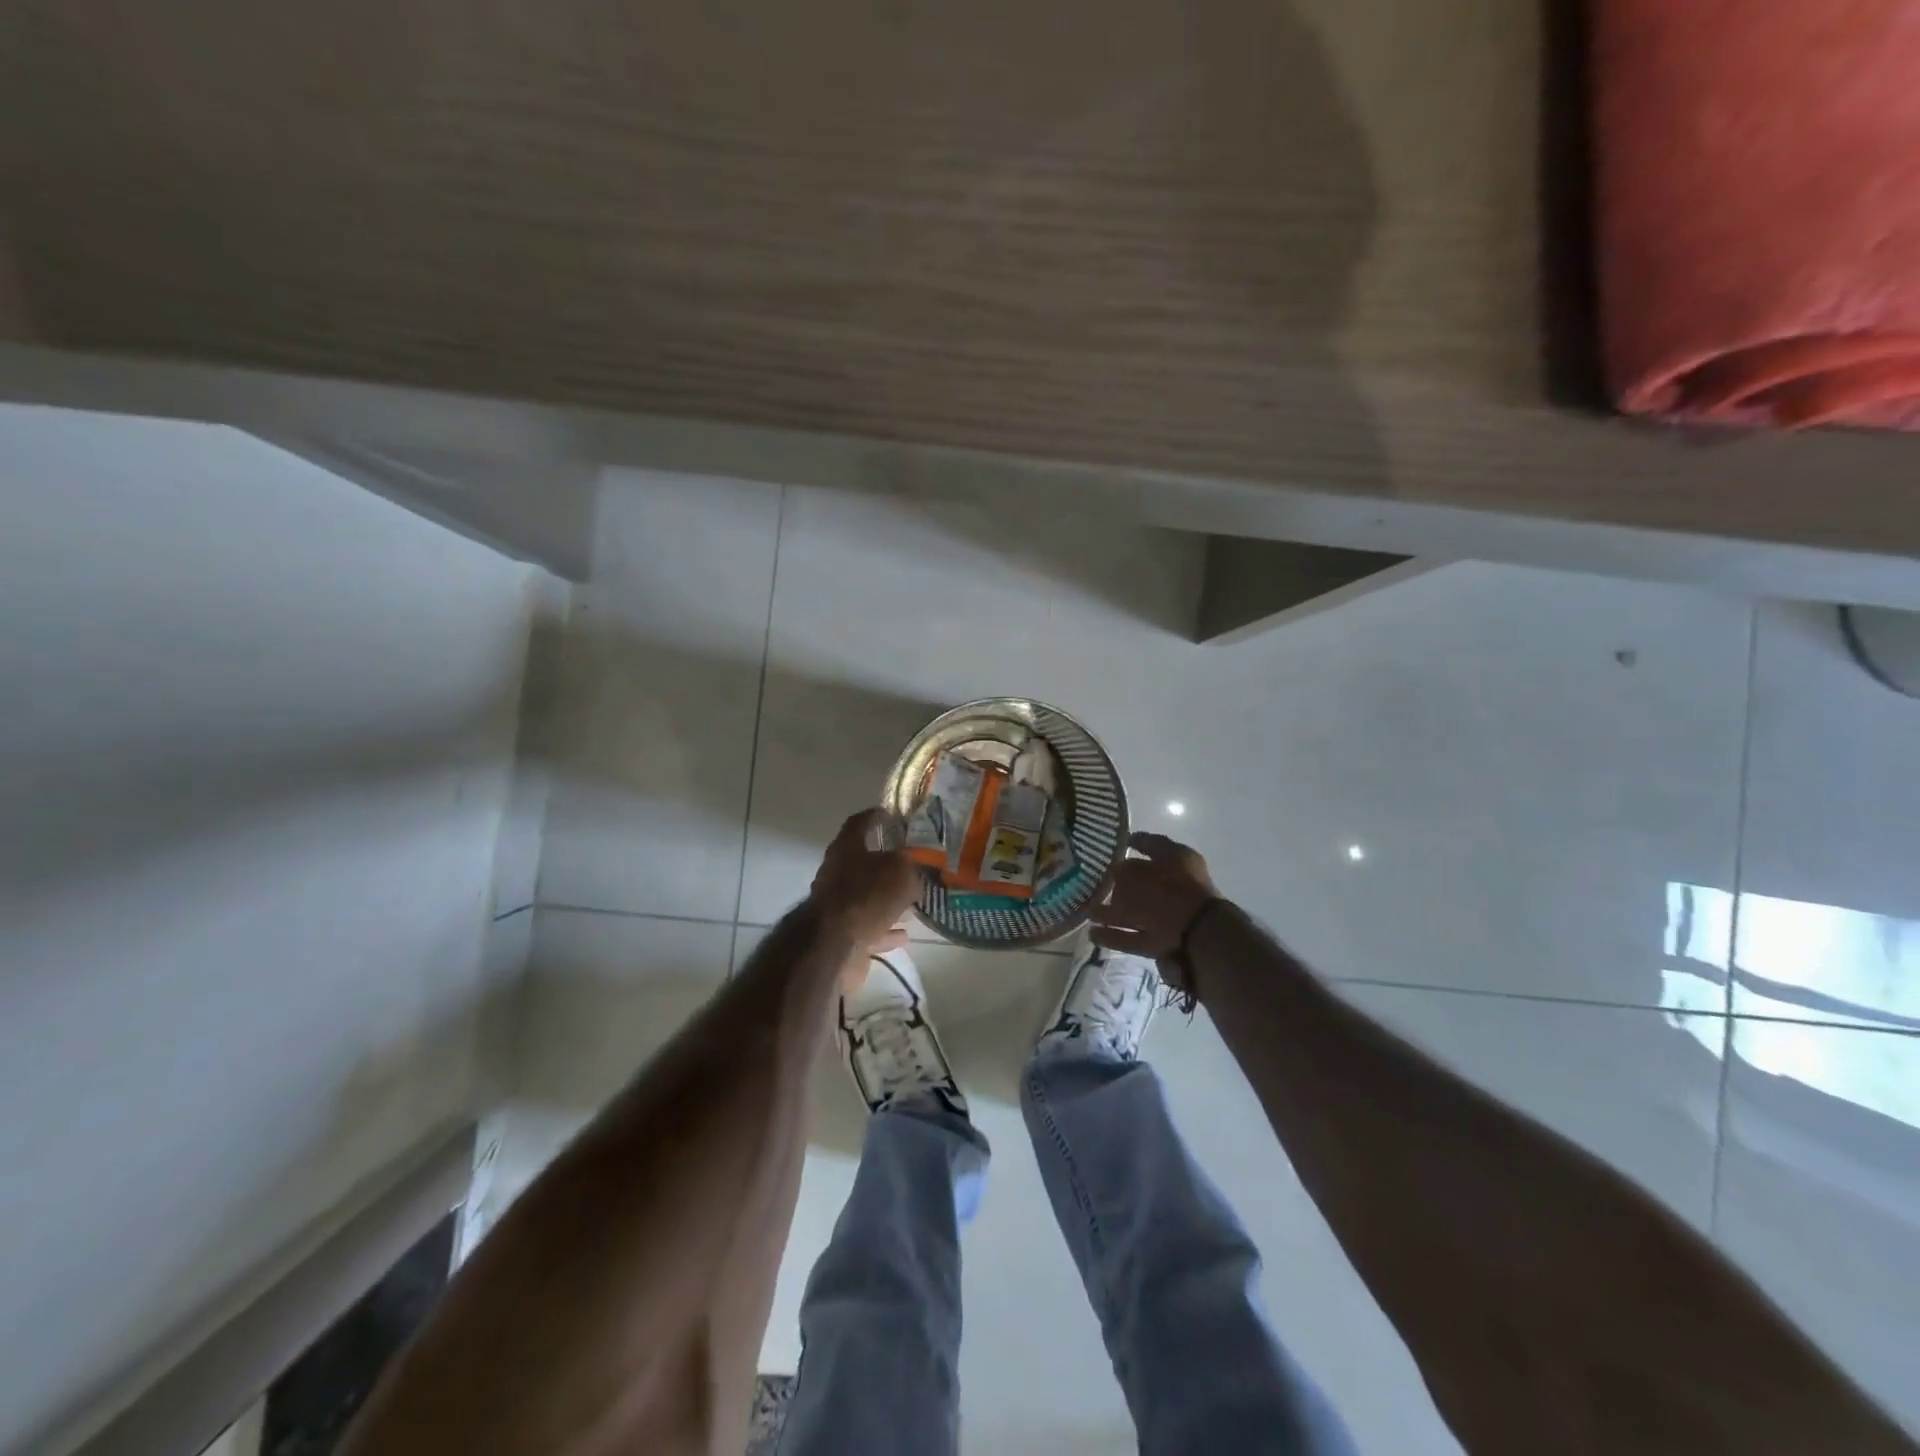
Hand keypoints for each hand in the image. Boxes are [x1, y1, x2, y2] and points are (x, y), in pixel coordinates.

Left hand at [809, 809, 916, 960]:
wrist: (833, 945)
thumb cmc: (867, 895)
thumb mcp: (901, 871)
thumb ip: (911, 865)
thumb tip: (915, 868)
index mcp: (846, 848)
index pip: (859, 823)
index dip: (875, 816)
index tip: (892, 815)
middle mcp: (837, 873)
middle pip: (863, 862)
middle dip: (887, 864)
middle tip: (913, 865)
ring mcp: (838, 905)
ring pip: (868, 897)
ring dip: (888, 899)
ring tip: (913, 901)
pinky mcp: (842, 934)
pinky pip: (869, 927)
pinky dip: (886, 929)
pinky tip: (905, 934)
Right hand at [1090, 832, 1220, 960]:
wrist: (1197, 934)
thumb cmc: (1168, 889)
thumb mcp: (1137, 872)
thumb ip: (1123, 870)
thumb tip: (1115, 874)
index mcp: (1177, 859)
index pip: (1151, 845)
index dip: (1132, 842)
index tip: (1109, 845)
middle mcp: (1175, 885)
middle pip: (1142, 881)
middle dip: (1119, 883)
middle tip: (1093, 883)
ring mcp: (1170, 915)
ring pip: (1136, 911)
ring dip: (1111, 913)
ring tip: (1087, 913)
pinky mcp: (1164, 941)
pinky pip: (1134, 936)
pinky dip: (1114, 936)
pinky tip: (1093, 935)